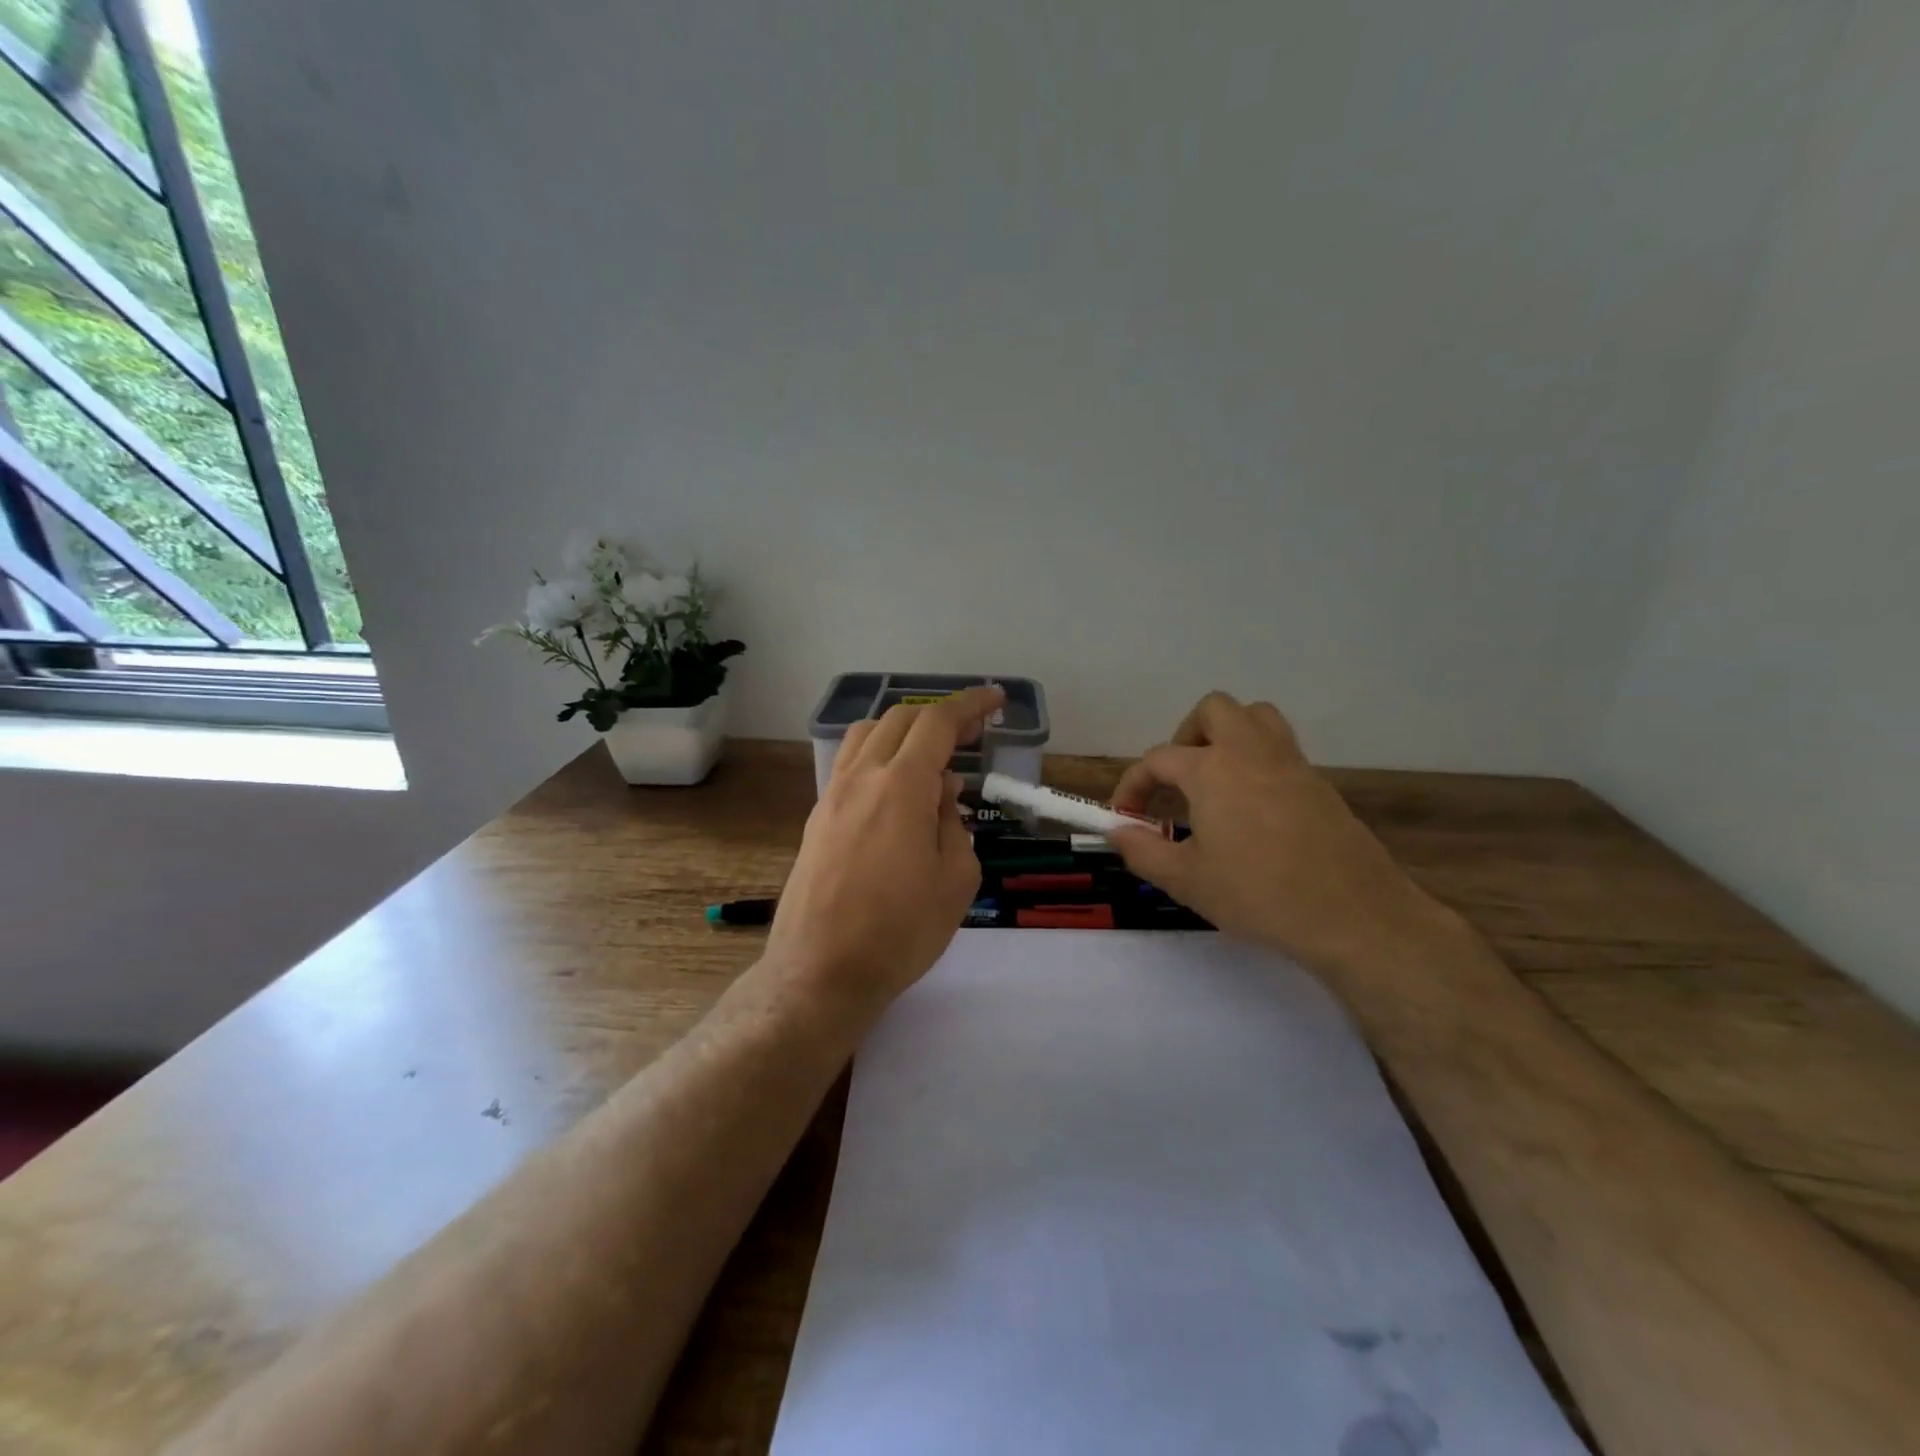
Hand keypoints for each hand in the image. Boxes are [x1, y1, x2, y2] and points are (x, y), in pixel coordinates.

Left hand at [767, 686, 1004, 1013]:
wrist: (820, 971)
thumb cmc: (900, 931)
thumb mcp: (955, 880)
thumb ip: (954, 823)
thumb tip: (942, 791)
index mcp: (901, 786)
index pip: (937, 722)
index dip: (969, 705)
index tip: (994, 700)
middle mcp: (861, 778)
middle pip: (899, 719)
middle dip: (939, 715)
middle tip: (971, 732)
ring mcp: (833, 796)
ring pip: (867, 736)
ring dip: (903, 730)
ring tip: (931, 752)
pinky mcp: (818, 819)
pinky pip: (850, 764)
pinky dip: (879, 755)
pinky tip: (897, 787)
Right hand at [1106, 693, 1438, 977]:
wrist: (1352, 915)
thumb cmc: (1258, 894)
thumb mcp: (1186, 880)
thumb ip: (1142, 850)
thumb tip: (1117, 831)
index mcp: (1211, 769)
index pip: (1157, 759)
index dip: (1133, 785)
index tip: (1125, 816)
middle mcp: (1250, 752)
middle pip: (1214, 710)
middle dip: (1186, 735)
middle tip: (1178, 779)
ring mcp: (1291, 764)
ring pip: (1255, 718)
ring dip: (1228, 735)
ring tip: (1215, 779)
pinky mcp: (1319, 784)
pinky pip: (1281, 749)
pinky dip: (1258, 761)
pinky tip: (1253, 808)